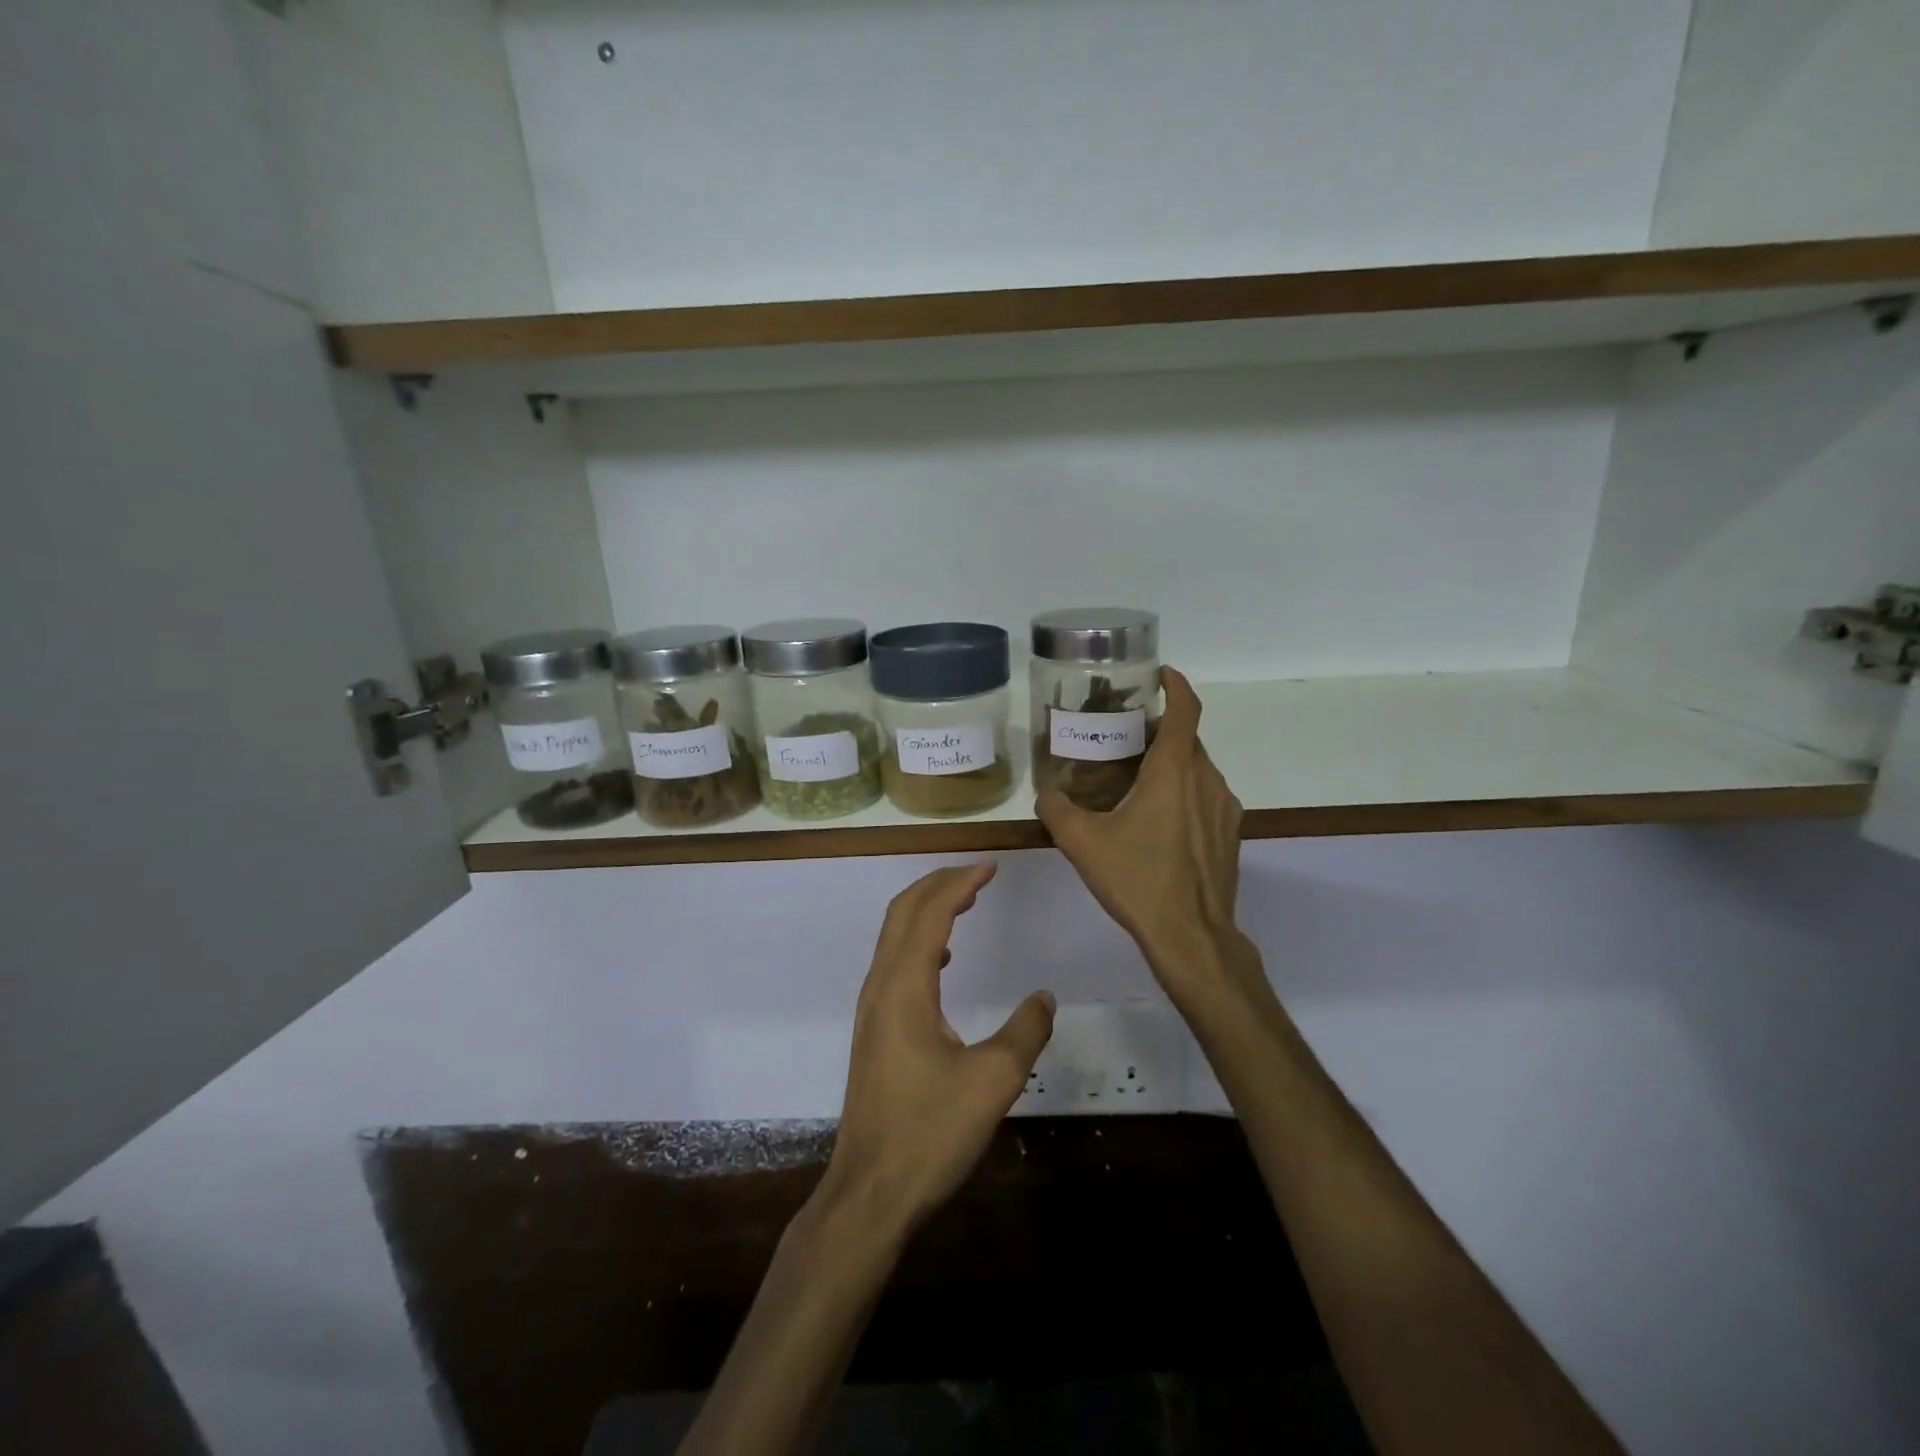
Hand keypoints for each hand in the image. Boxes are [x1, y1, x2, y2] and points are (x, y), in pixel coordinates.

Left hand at [817, 862, 1054, 1236]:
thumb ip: (1025, 1031)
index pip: (930, 912)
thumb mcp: (993, 1081)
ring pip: (894, 936)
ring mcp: (872, 1008)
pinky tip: (943, 959)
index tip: (991, 866)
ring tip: (965, 903)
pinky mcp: (873, 1030)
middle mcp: (881, 986)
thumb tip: (1044, 997)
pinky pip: (894, 963)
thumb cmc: (929, 1133)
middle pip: (903, 913)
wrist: (870, 1193)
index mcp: (905, 986)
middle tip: (979, 874)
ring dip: (927, 910)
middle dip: (939, 884)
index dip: (961, 883)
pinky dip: (919, 941)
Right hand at [1037, 667, 1254, 1008]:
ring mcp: (1224, 808)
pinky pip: (1207, 796)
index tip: (1160, 674)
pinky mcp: (1230, 834)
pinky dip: (1185, 791)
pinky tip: (1159, 820)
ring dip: (1173, 763)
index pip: (1185, 709)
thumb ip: (1057, 810)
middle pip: (1188, 738)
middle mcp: (1206, 779)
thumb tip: (1045, 793)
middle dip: (1162, 728)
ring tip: (1138, 778)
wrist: (1191, 936)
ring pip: (1198, 768)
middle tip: (1127, 734)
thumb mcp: (1083, 843)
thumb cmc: (1138, 880)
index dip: (1176, 685)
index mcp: (1174, 771)